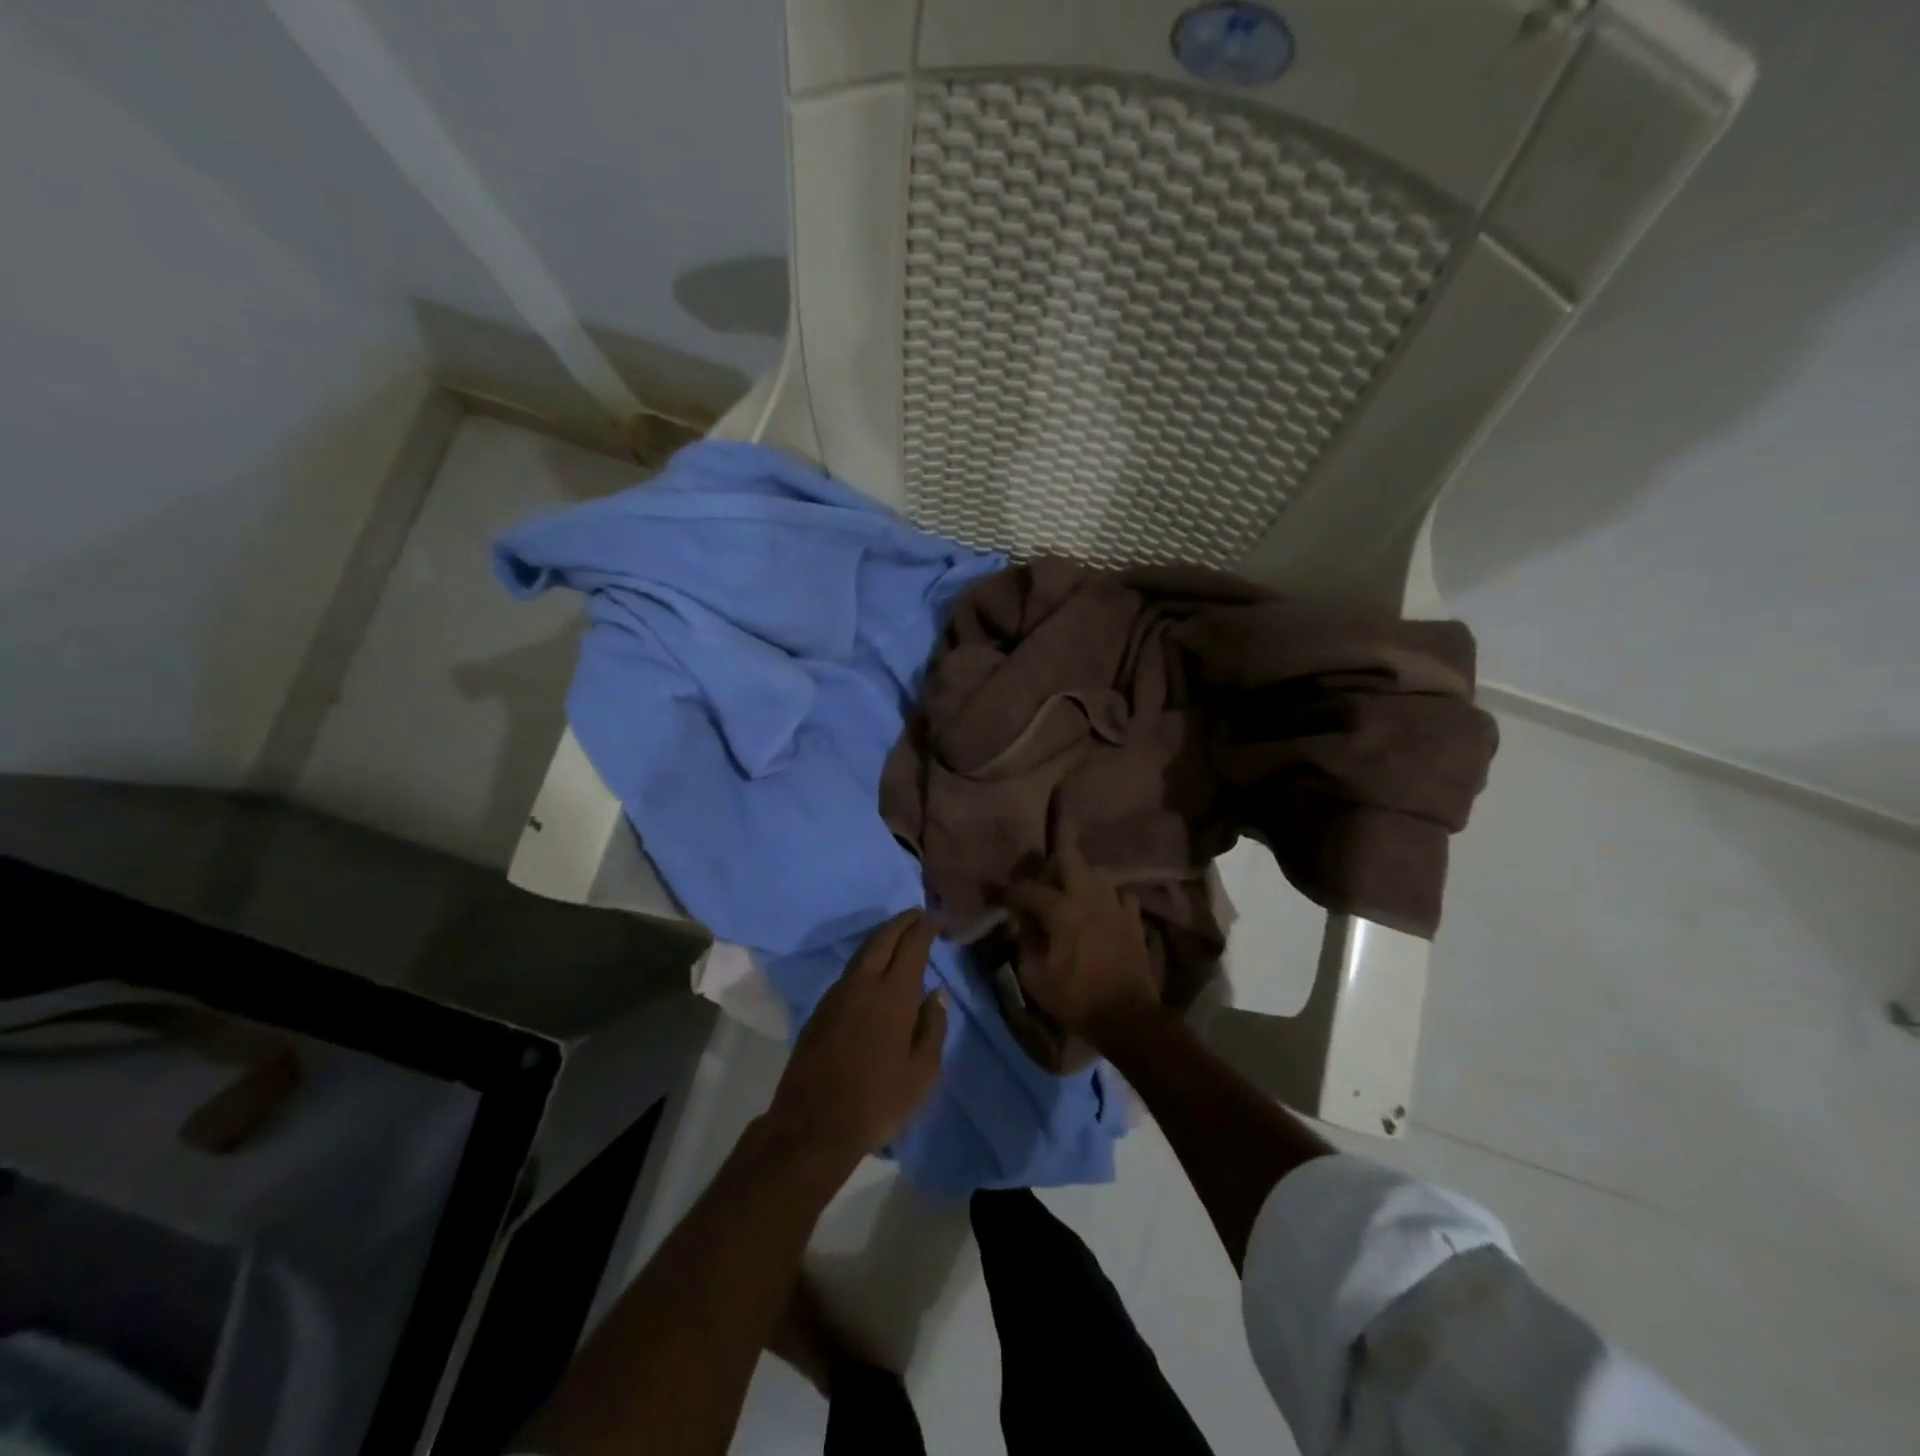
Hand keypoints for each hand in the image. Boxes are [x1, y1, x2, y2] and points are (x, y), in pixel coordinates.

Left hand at [764, 912, 947, 1174]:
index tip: (934, 918)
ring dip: (882, 938)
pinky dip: (866, 959)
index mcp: (894, 995)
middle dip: (901, 922)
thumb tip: (935, 995)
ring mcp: (837, 994)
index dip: (923, 928)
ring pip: (862, 952)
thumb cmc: (877, 1102)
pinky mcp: (820, 1009)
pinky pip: (849, 971)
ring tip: (898, 936)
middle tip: (917, 915)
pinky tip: (873, 970)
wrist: (812, 1125)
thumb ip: (932, 1028)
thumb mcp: (922, 1073)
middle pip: (883, 939)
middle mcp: (864, 984)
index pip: (911, 946)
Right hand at [1004, 842, 1158, 1040]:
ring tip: (1072, 900)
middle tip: (1043, 888)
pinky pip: (1120, 894)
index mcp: (1061, 910)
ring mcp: (1115, 904)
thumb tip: (1021, 922)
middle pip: (1068, 856)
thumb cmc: (1076, 999)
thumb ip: (1023, 942)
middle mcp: (1088, 897)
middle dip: (1051, 867)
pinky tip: (1102, 913)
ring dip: (1081, 880)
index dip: (1011, 892)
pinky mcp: (1134, 918)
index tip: (1003, 900)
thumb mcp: (1034, 977)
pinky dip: (1108, 899)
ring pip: (1097, 871)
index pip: (1028, 888)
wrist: (1127, 1017)